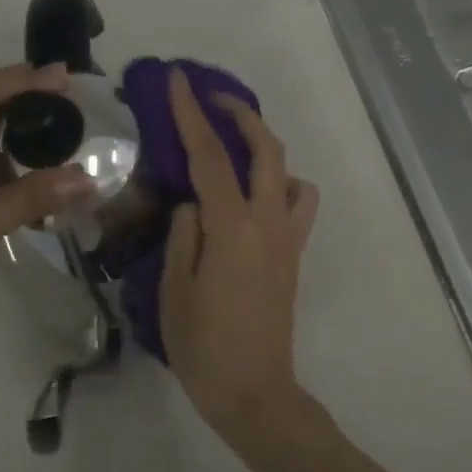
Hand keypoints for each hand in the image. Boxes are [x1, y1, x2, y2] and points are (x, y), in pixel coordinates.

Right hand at [159, 68, 319, 440]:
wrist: (254, 391)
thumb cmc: (204, 346)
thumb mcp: (174, 289)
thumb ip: (183, 234)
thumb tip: (193, 203)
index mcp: (233, 227)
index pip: (211, 155)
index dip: (192, 113)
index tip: (179, 79)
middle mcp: (269, 222)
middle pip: (266, 149)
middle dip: (241, 114)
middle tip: (211, 99)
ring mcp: (288, 238)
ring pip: (290, 173)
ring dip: (266, 148)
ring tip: (235, 150)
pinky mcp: (295, 255)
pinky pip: (298, 204)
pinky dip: (281, 185)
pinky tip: (254, 198)